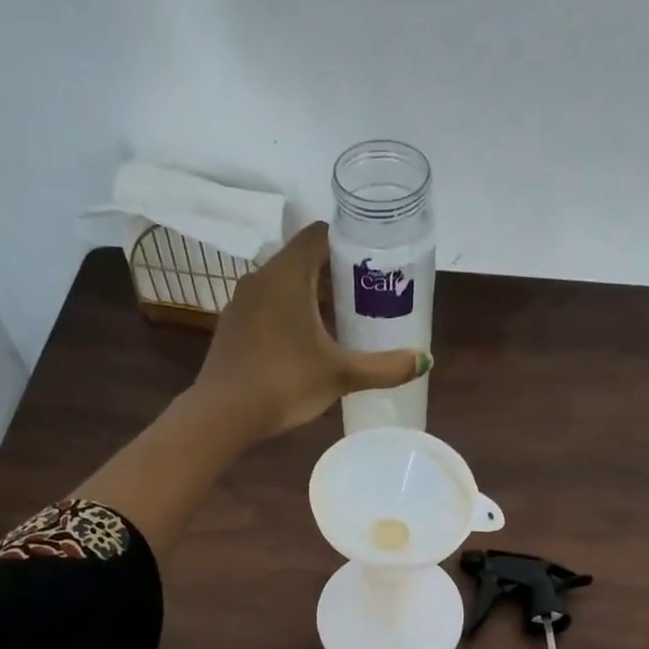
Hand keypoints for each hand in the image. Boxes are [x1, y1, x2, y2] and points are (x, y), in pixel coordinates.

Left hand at [192, 221, 426, 439]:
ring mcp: (241, 303)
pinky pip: (267, 308)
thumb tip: (424, 361)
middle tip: (363, 298)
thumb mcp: (340, 375)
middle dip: (334, 276)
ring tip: (339, 325)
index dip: (347, 244)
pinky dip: (288, 316)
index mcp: (287, 273)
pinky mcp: (232, 327)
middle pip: (302, 260)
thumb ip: (383, 367)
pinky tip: (304, 347)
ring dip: (311, 298)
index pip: (319, 234)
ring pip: (283, 286)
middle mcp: (260, 277)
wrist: (223, 414)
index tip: (370, 265)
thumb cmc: (285, 382)